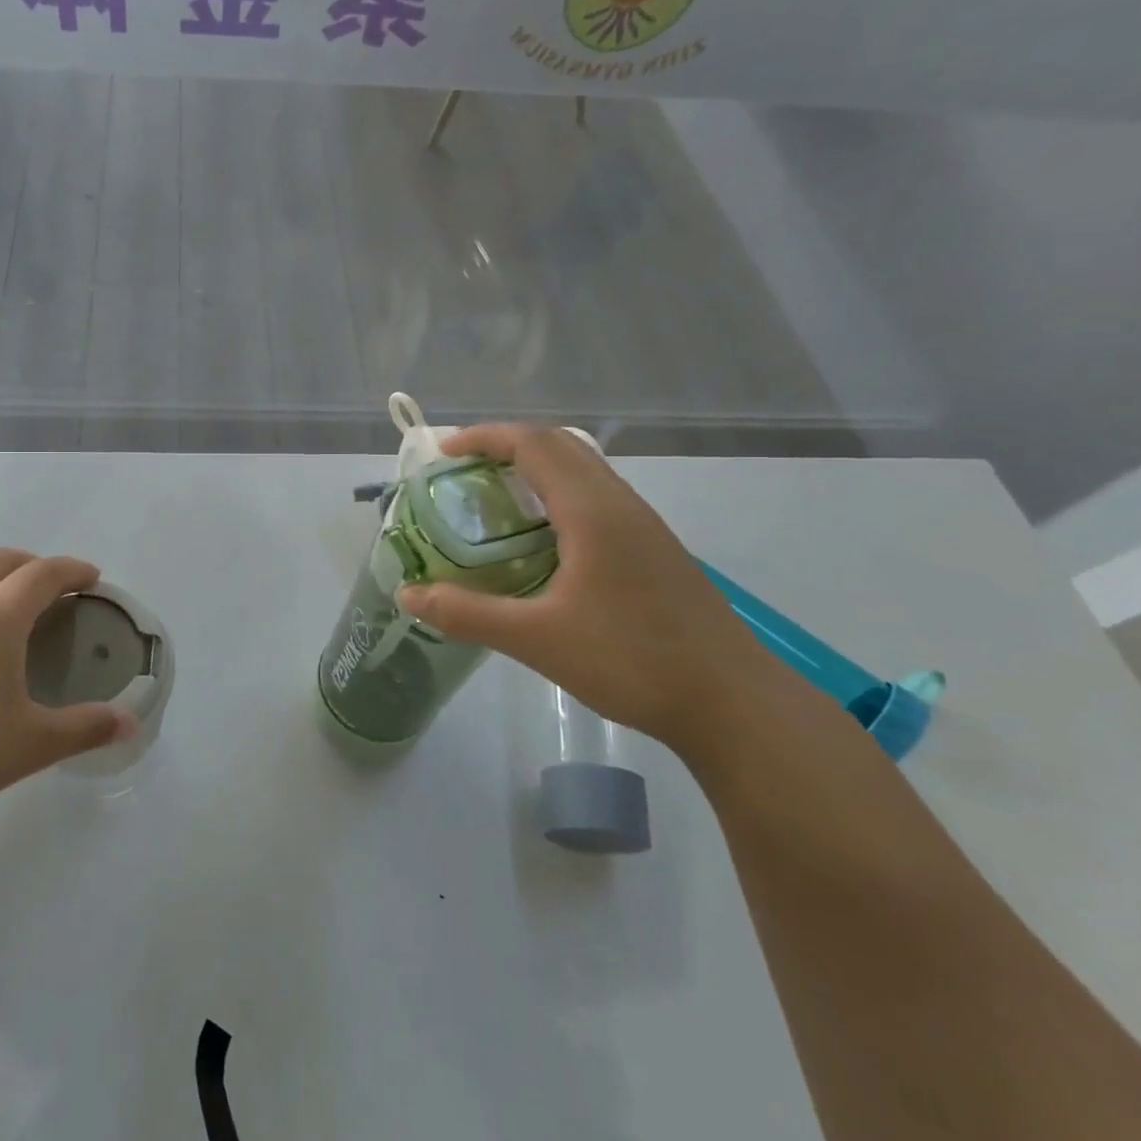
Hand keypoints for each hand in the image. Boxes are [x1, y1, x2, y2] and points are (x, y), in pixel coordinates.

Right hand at [397, 424, 790, 751]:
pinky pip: (596, 498)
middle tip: (461, 472)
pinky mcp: (654, 549)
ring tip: (493, 501)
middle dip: (506, 445)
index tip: (442, 451)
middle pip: (559, 446)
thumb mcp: (537, 639)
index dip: (483, 437)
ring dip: (535, 469)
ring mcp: (643, 526)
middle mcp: (620, 504)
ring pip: (582, 471)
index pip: (532, 444)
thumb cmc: (632, 661)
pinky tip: (541, 542)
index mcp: (592, 511)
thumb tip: (408, 593)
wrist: (733, 703)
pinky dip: (557, 496)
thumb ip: (467, 613)